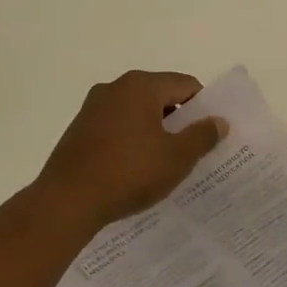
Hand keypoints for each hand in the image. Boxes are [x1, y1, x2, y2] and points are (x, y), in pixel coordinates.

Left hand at [35, 71, 227, 231]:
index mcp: (141, 86)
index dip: (203, 107)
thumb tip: (219, 121)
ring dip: (154, 130)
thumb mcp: (176, 158)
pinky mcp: (79, 129)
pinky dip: (131, 139)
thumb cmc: (129, 173)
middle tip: (192, 149)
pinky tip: (135, 168)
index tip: (210, 133)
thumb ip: (202, 136)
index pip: (185, 85)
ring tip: (164, 162)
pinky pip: (116, 126)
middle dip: (178, 119)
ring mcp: (93, 107)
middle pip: (160, 95)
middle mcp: (115, 87)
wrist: (67, 201)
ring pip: (137, 111)